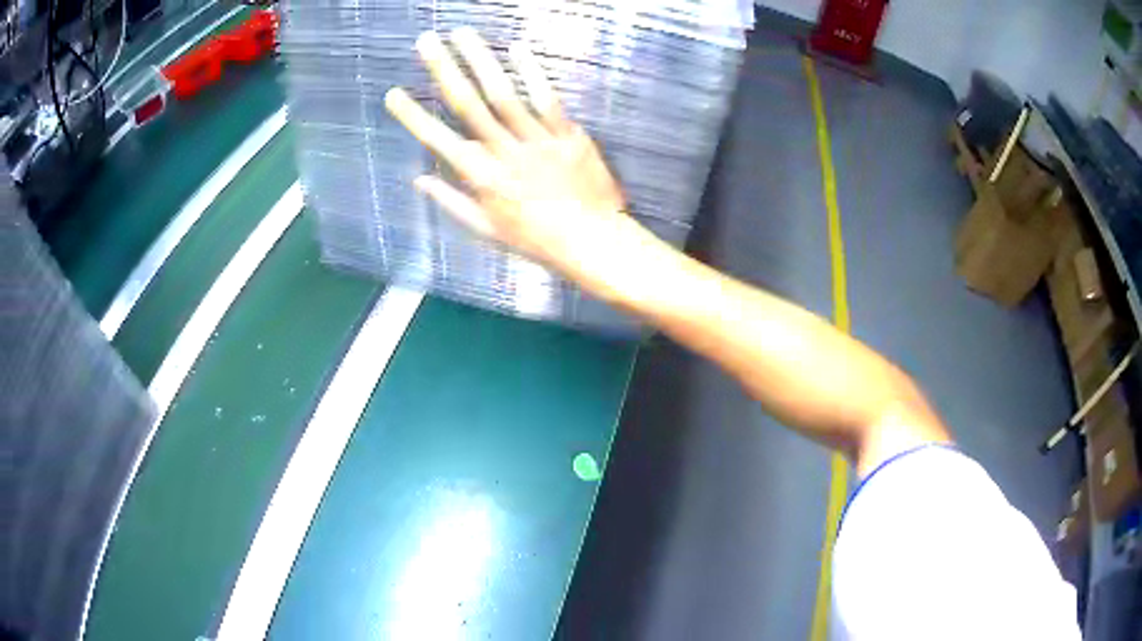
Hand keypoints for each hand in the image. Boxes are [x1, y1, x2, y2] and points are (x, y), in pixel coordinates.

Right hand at [384, 28, 629, 278]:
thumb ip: (451, 202)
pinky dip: (532, 73)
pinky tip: (517, 48)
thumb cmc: (536, 240)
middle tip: (426, 42)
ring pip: (503, 94)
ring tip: (462, 34)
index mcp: (481, 178)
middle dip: (443, 70)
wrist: (592, 242)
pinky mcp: (567, 135)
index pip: (438, 140)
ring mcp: (536, 140)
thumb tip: (419, 179)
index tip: (393, 94)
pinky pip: (547, 99)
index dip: (413, 116)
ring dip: (480, 60)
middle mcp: (504, 152)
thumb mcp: (486, 230)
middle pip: (468, 104)